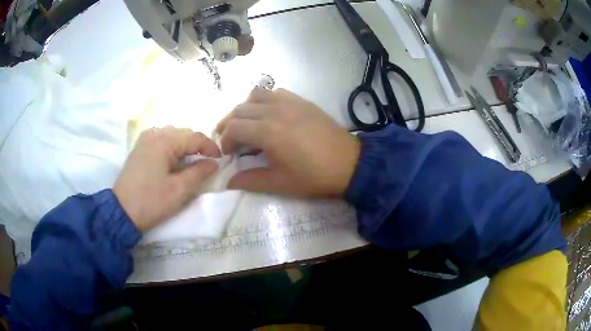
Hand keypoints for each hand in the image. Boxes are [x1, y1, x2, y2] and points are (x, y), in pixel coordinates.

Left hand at [113, 127, 220, 231]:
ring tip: (190, 160)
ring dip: (184, 144)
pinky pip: (160, 138)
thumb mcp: (179, 190)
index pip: (194, 137)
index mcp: (164, 142)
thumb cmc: (151, 201)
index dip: (210, 147)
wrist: (122, 211)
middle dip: (197, 145)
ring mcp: (144, 140)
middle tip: (206, 161)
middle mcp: (154, 134)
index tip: (220, 160)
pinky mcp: (139, 148)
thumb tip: (213, 163)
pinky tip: (172, 157)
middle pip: (183, 132)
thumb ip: (199, 173)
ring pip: (171, 134)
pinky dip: (171, 145)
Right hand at [216, 88, 359, 196]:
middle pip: (240, 109)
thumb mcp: (279, 183)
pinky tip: (268, 114)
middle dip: (229, 124)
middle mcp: (274, 110)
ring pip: (255, 95)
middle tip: (232, 141)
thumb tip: (228, 182)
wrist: (349, 164)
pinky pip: (274, 92)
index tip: (228, 154)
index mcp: (267, 132)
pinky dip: (263, 100)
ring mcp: (289, 102)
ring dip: (244, 109)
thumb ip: (249, 180)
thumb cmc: (313, 176)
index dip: (225, 141)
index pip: (234, 128)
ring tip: (246, 124)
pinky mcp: (301, 100)